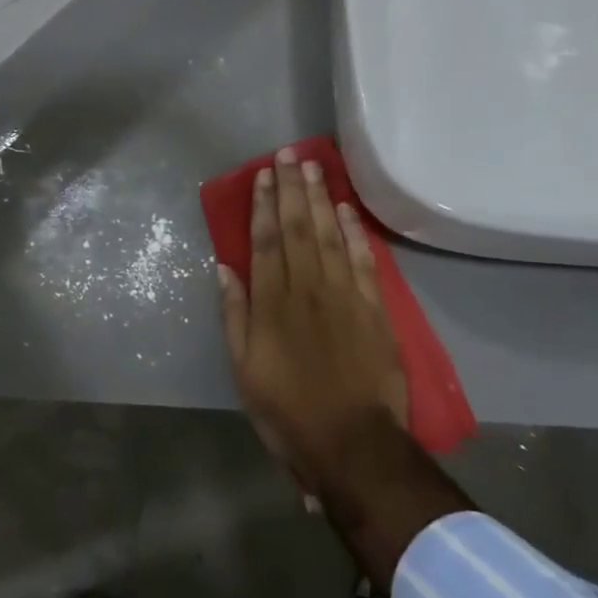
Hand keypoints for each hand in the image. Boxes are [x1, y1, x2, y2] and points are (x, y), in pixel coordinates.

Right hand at [217, 149, 407, 490]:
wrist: (353, 444)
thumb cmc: (288, 411)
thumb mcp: (244, 370)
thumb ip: (234, 316)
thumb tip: (224, 268)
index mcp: (273, 304)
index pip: (266, 241)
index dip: (262, 205)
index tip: (262, 174)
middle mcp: (308, 288)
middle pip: (298, 228)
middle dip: (292, 188)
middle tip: (290, 154)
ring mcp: (345, 296)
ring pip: (330, 235)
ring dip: (320, 199)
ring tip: (315, 167)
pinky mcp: (374, 310)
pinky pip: (364, 262)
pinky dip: (355, 233)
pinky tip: (347, 209)